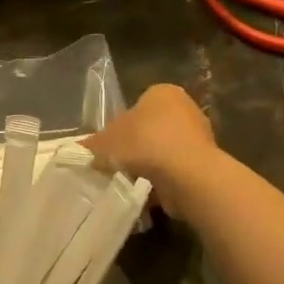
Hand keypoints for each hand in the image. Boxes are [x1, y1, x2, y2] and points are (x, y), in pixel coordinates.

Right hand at [82, 85, 217, 216]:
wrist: (186, 175)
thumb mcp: (105, 142)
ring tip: (131, 178)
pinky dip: (163, 179)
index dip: (120, 125)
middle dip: (136, 145)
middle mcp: (185, 107)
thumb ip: (91, 145)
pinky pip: (176, 169)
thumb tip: (78, 149)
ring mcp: (199, 135)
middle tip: (117, 162)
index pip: (137, 104)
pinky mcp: (205, 162)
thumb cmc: (143, 143)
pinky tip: (149, 191)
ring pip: (164, 149)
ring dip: (150, 163)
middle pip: (152, 127)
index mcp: (162, 92)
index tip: (110, 145)